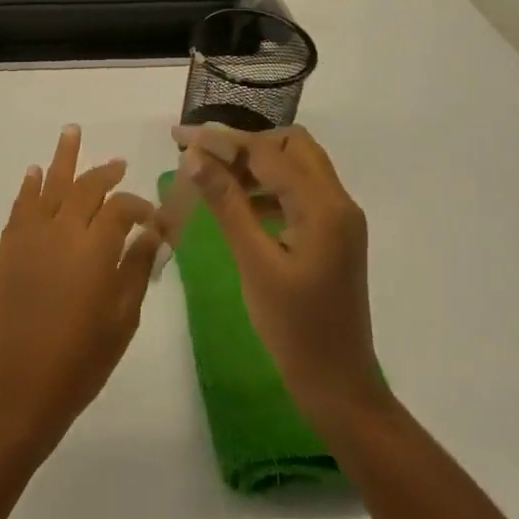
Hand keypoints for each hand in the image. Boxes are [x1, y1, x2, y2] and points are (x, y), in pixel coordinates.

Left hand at [0, 126, 160, 455]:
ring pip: (48, 185)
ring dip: (62, 158)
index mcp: (95, 248)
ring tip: (71, 131)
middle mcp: (62, 231)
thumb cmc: (81, 360)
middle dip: (104, 172)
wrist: (20, 388)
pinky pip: (20, 207)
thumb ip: (137, 268)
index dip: (139, 206)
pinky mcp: (8, 250)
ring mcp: (30, 238)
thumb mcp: (123, 318)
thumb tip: (151, 233)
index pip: (121, 208)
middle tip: (118, 163)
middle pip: (85, 188)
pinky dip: (28, 186)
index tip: (152, 218)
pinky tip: (34, 172)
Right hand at [171, 124, 383, 427]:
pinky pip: (299, 192)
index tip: (180, 137)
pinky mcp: (331, 233)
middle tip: (201, 157)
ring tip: (211, 177)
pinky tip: (237, 203)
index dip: (222, 140)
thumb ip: (227, 204)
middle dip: (244, 144)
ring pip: (296, 167)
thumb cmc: (294, 327)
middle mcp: (338, 202)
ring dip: (256, 164)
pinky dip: (268, 187)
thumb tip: (195, 157)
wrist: (337, 382)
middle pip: (292, 146)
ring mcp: (338, 218)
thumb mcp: (255, 262)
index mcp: (324, 207)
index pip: (268, 153)